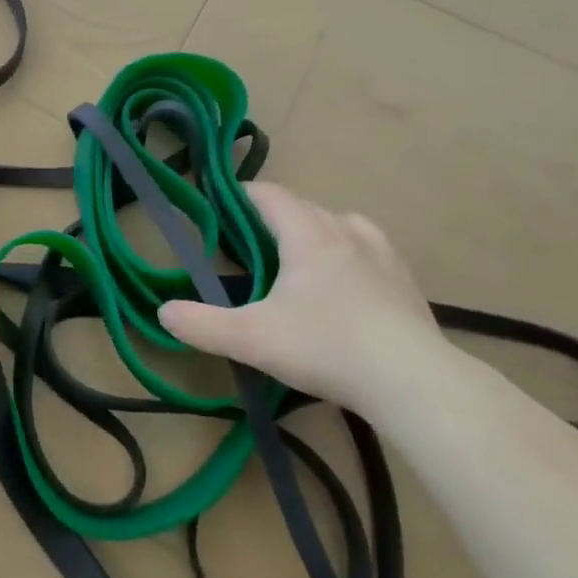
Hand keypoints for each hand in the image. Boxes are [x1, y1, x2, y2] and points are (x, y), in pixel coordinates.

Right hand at [158, 184, 444, 413]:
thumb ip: (201, 324)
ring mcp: (382, 254)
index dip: (241, 194)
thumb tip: (164, 312)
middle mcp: (347, 231)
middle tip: (247, 246)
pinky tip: (342, 288)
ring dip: (314, 232)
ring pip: (340, 224)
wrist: (414, 382)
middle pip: (303, 207)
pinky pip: (367, 249)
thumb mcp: (251, 340)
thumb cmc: (327, 348)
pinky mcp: (405, 281)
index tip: (220, 206)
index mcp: (308, 234)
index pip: (270, 195)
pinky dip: (346, 255)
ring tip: (297, 261)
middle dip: (273, 218)